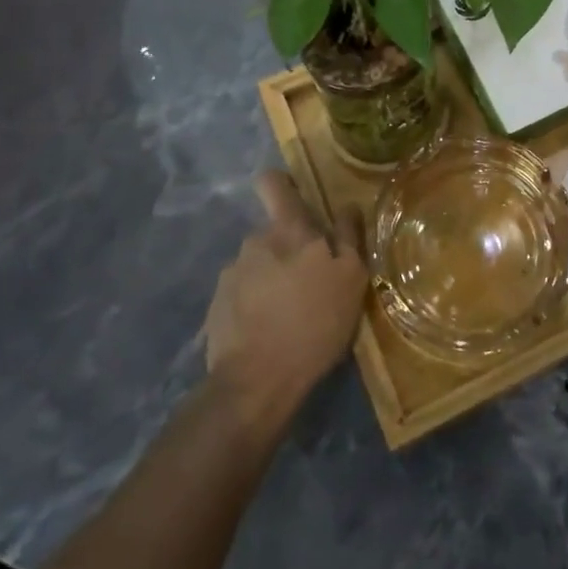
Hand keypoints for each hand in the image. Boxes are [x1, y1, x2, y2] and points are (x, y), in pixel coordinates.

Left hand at [202, 171, 367, 430]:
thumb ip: (349, 237)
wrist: (255, 384)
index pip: (273, 183)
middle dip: (289, 250)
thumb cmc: (313, 325)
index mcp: (288, 231)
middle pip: (273, 233)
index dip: (282, 184)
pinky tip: (268, 332)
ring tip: (291, 314)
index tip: (298, 198)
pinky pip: (242, 294)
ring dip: (273, 279)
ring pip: (259, 265)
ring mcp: (230, 275)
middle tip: (311, 283)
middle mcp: (254, 242)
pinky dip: (255, 305)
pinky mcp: (216, 307)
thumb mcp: (351, 280)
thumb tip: (347, 206)